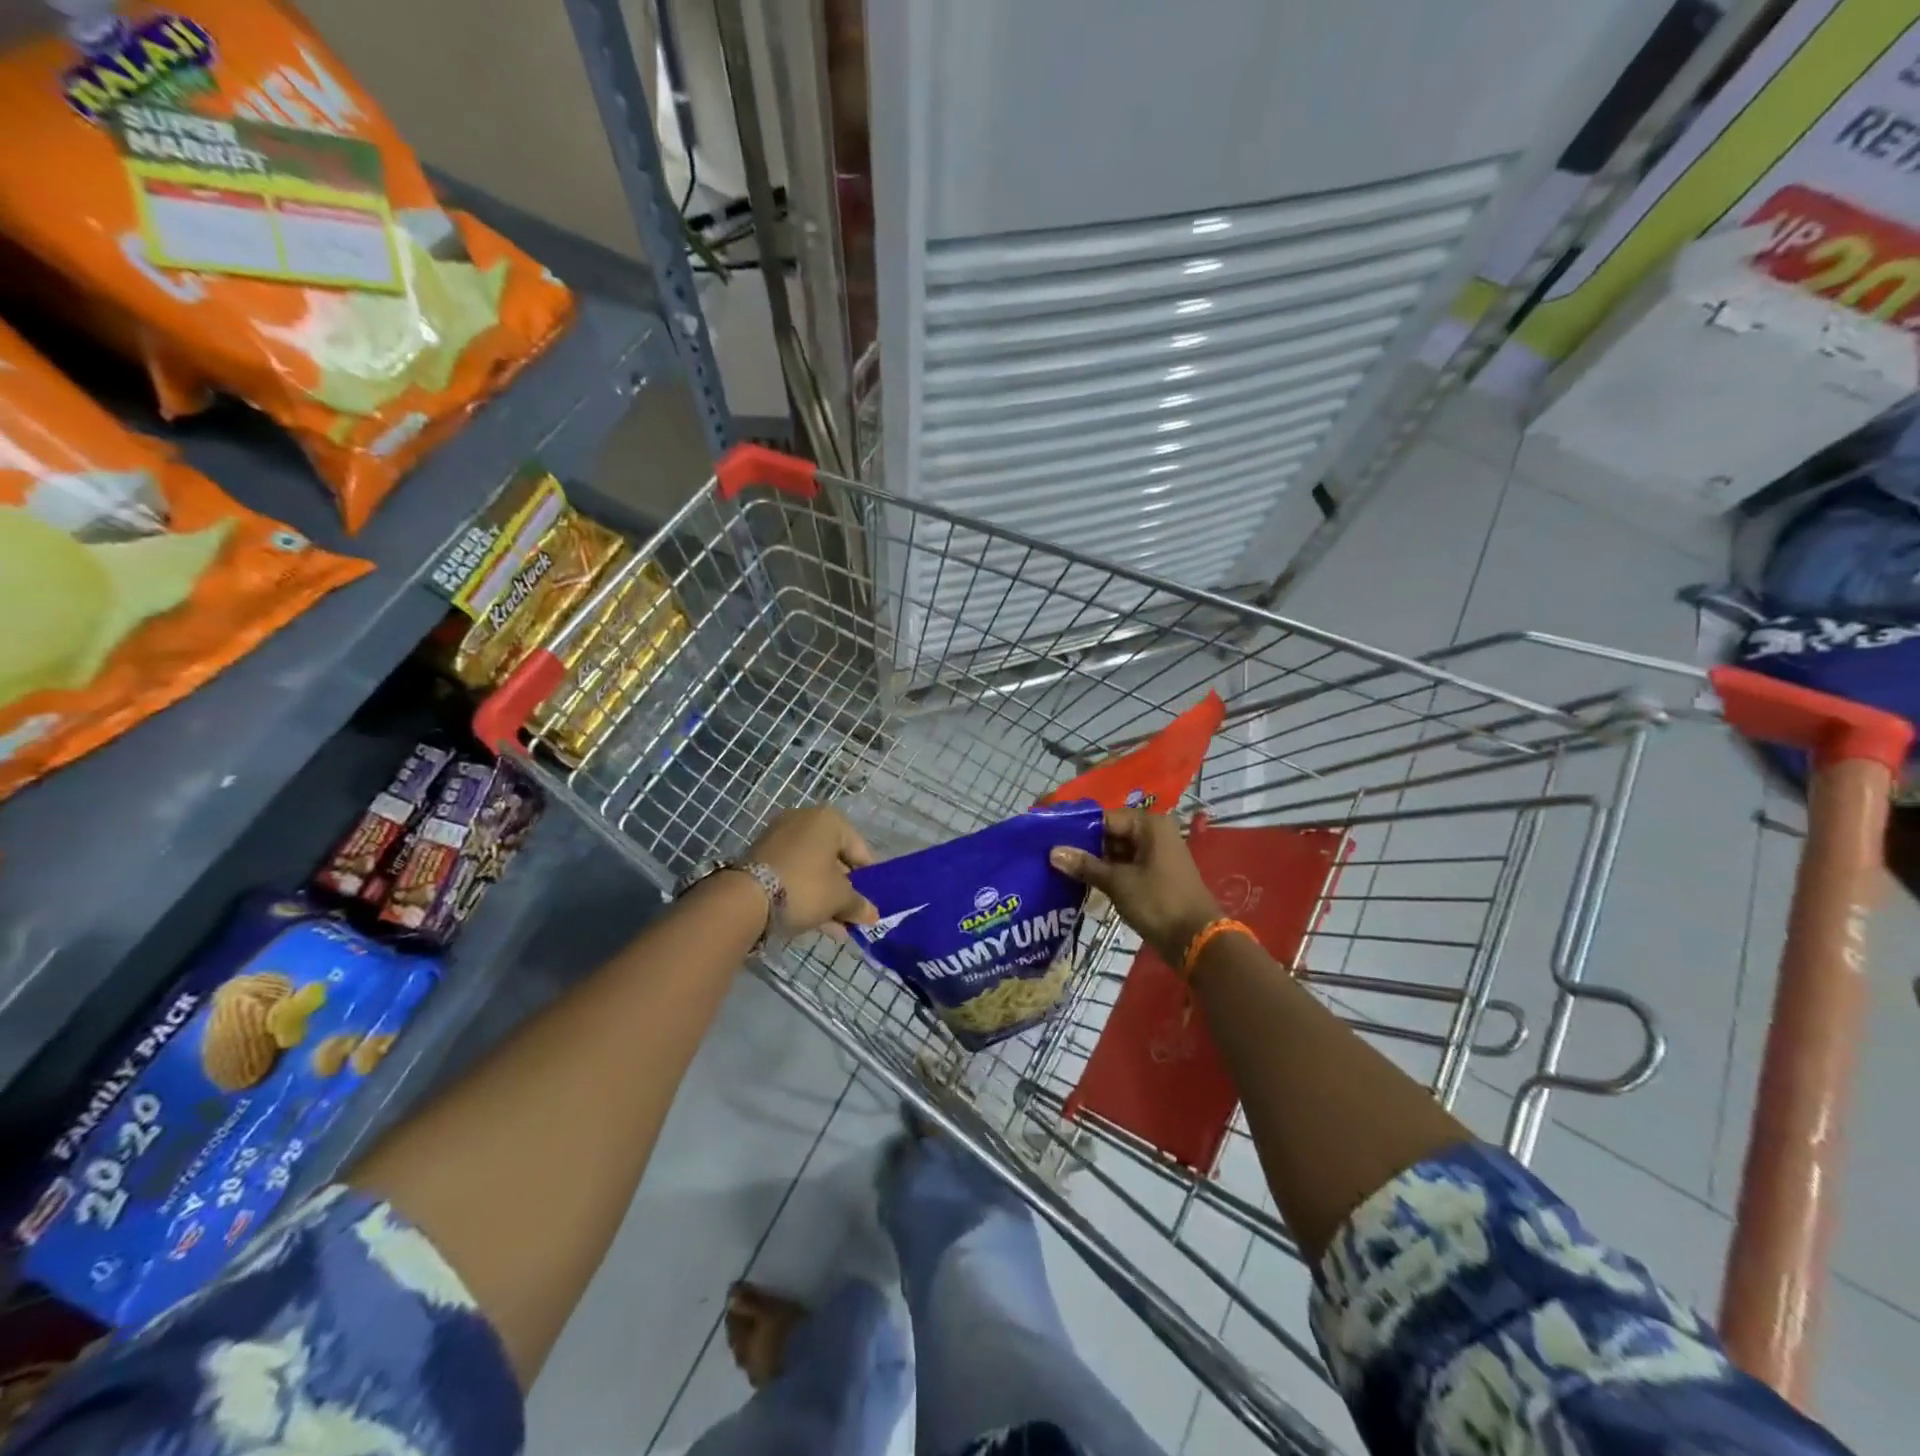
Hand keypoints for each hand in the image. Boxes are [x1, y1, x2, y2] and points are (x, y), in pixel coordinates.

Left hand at [745, 806, 878, 936]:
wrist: (745, 898)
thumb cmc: (805, 887)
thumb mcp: (839, 898)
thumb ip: (858, 905)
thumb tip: (873, 915)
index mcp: (829, 820)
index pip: (859, 850)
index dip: (868, 878)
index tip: (871, 901)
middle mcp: (804, 820)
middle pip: (834, 859)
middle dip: (844, 890)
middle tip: (852, 915)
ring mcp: (779, 837)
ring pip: (812, 869)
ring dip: (826, 896)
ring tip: (836, 927)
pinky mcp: (761, 856)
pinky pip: (793, 874)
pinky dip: (805, 893)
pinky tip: (816, 922)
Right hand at [1050, 808, 1220, 964]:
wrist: (1196, 941)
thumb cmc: (1158, 902)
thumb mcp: (1118, 882)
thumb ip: (1085, 865)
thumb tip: (1053, 852)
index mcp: (1149, 825)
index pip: (1105, 817)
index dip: (1077, 827)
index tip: (1049, 835)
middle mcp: (1154, 834)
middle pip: (1110, 832)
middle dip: (1083, 845)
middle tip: (1050, 853)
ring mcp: (1155, 855)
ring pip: (1116, 851)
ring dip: (1093, 861)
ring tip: (1059, 867)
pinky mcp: (1154, 875)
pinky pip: (1124, 866)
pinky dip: (1106, 872)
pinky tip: (1080, 880)